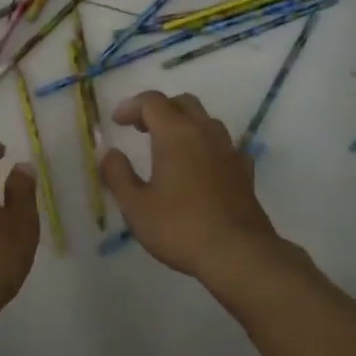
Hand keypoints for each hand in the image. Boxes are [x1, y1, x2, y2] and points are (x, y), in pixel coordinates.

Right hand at [99, 91, 281, 280]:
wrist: (237, 253)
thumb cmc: (180, 227)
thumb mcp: (136, 205)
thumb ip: (118, 174)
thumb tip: (111, 154)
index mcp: (176, 134)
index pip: (152, 102)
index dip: (131, 106)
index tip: (117, 122)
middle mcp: (205, 133)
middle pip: (183, 103)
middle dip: (159, 109)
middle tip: (142, 129)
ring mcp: (229, 151)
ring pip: (206, 121)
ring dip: (185, 125)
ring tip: (170, 147)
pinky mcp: (245, 172)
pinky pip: (224, 146)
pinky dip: (207, 147)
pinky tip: (202, 166)